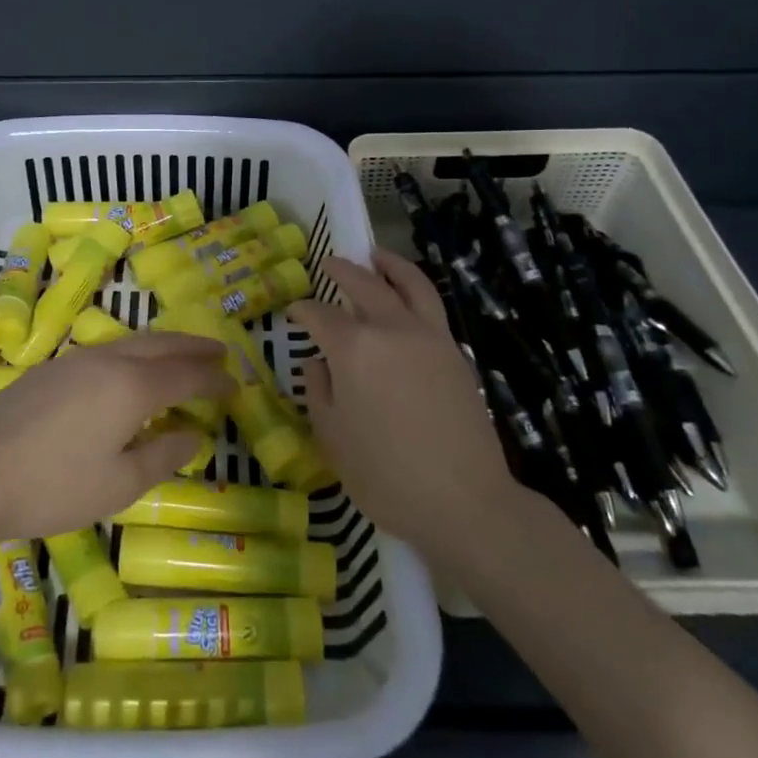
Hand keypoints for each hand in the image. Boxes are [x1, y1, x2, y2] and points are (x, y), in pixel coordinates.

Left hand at [0, 331, 230, 545]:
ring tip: (180, 357)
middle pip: (161, 345)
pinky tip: (128, 372)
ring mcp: (74, 360)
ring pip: (131, 342)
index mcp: (131, 387)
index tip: (235, 384)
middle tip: (220, 353)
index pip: (185, 374)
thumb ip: (162, 456)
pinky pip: (106, 351)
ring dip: (163, 346)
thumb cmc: (53, 487)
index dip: (213, 378)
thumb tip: (193, 434)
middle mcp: (107, 360)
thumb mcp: (118, 485)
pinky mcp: (49, 369)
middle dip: (194, 348)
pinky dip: (133, 355)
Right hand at [289, 249, 517, 562]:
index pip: (320, 315)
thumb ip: (319, 391)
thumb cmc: (385, 474)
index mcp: (354, 348)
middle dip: (342, 270)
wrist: (465, 501)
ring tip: (376, 255)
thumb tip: (319, 363)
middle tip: (328, 263)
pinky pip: (431, 306)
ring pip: (409, 284)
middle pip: (364, 284)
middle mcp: (392, 329)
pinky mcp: (455, 353)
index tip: (292, 313)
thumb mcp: (332, 437)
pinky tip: (405, 299)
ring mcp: (429, 337)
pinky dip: (414, 289)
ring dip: (389, 265)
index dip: (302, 311)